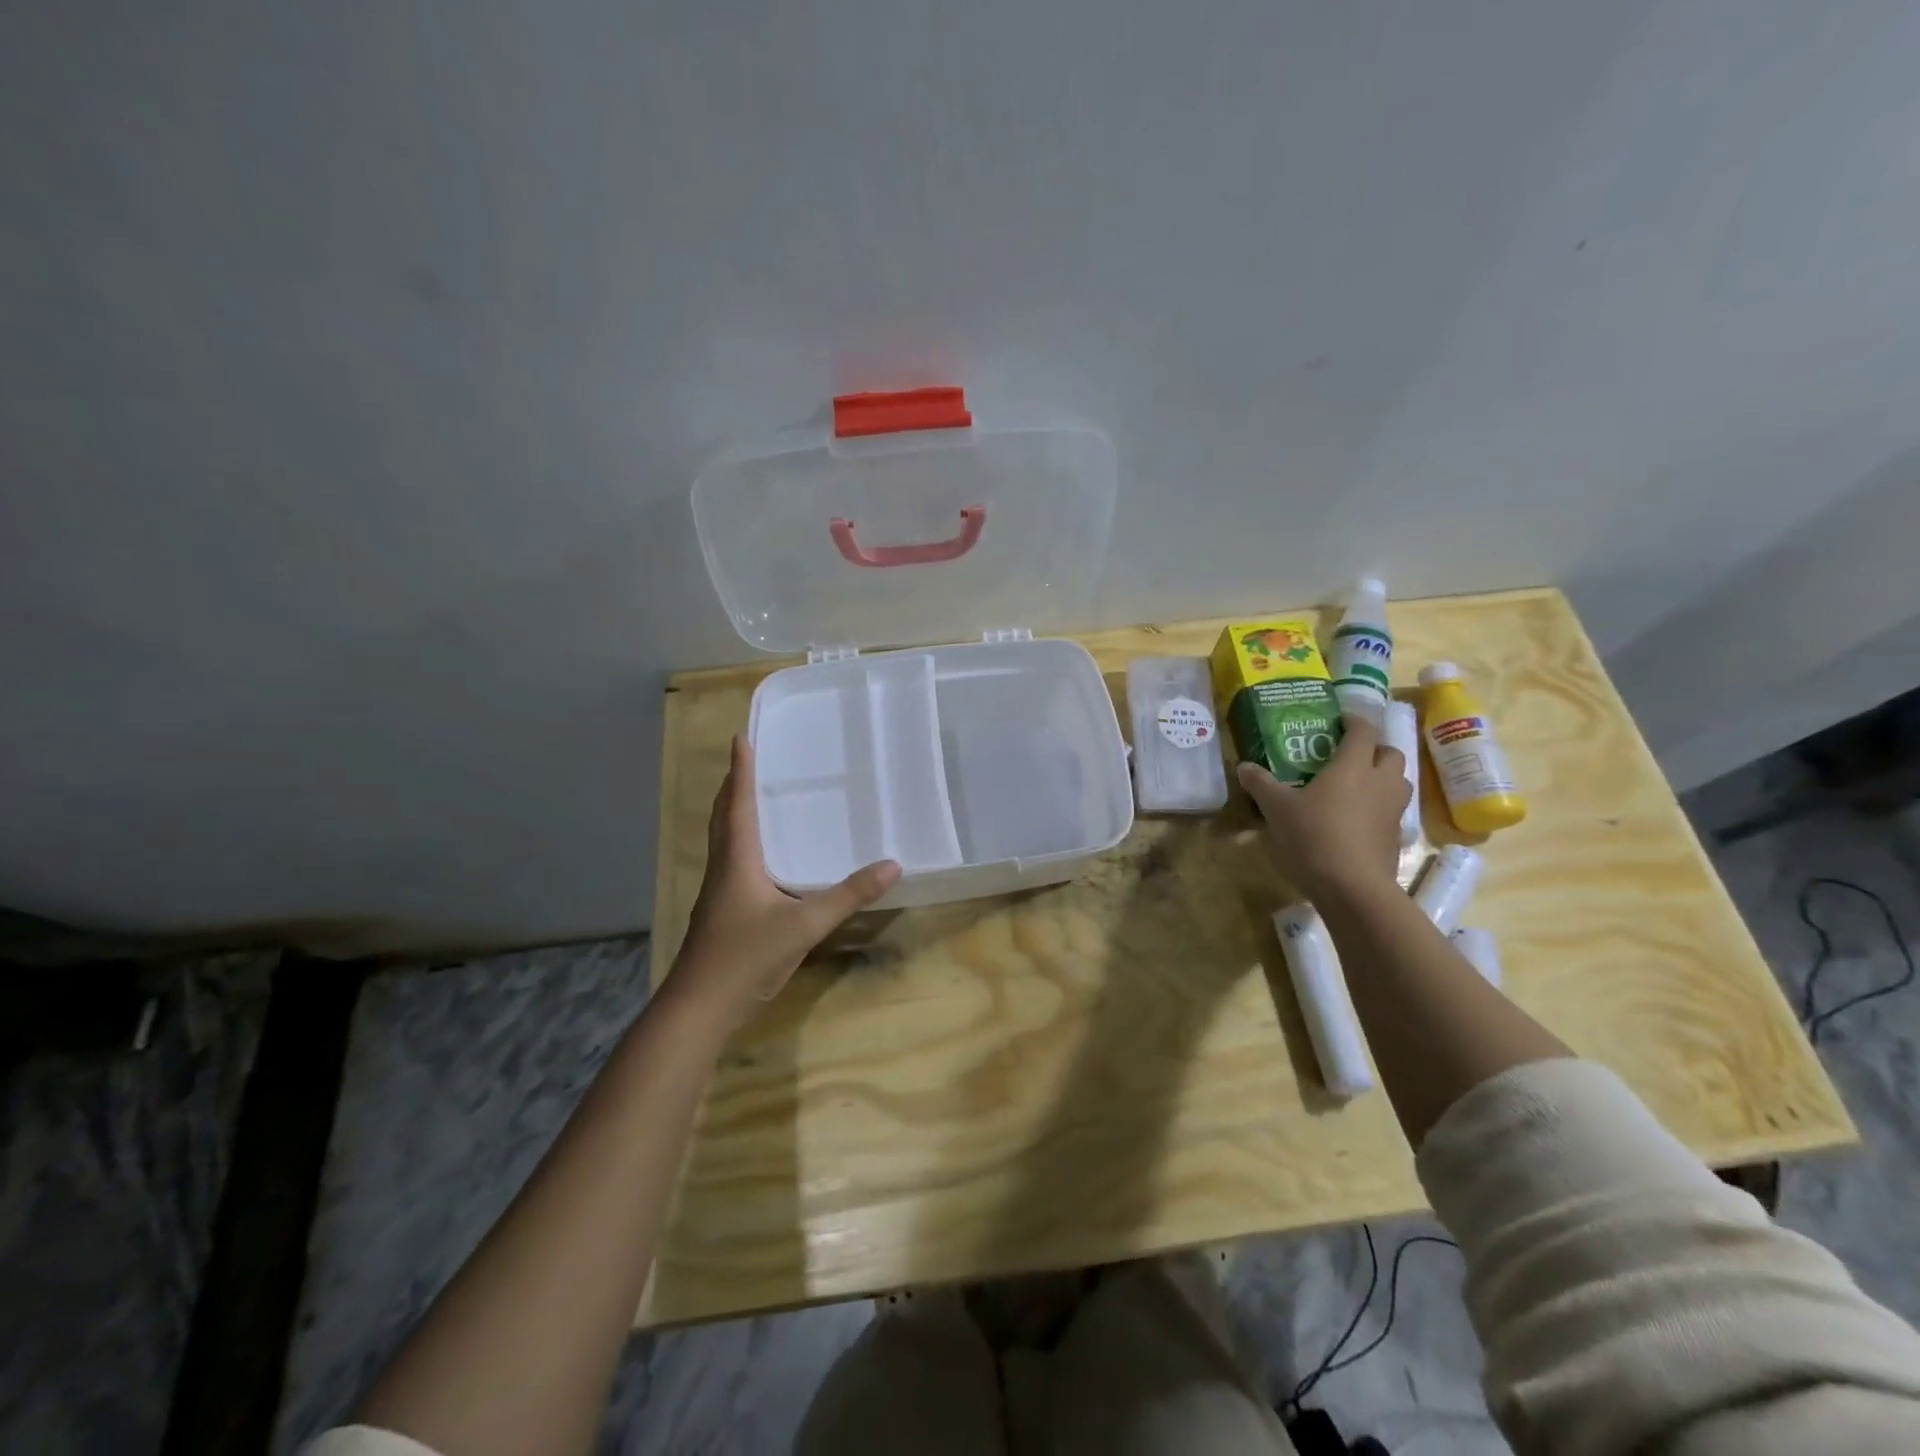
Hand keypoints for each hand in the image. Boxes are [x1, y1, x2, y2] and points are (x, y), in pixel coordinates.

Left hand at [669, 736, 901, 1032]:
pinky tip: (762, 859)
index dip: (742, 771)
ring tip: (753, 799)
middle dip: (734, 787)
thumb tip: (892, 865)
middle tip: (748, 762)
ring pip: (723, 841)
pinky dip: (742, 844)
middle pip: (723, 818)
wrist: (699, 1008)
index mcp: (737, 860)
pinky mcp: (722, 913)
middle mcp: (724, 869)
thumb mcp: (804, 925)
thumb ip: (848, 896)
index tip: (741, 738)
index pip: (739, 804)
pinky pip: (731, 863)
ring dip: (734, 814)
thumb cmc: (746, 956)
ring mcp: (719, 893)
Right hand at [1237, 716, 1407, 901]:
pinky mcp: (1395, 838)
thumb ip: (1261, 784)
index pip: (1363, 731)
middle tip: (1349, 755)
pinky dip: (1380, 809)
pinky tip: (1358, 821)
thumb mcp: (1277, 809)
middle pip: (1390, 753)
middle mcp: (1380, 782)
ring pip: (1398, 782)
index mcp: (1353, 766)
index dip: (1354, 721)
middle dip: (1373, 749)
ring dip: (1383, 777)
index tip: (1340, 720)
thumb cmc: (1313, 837)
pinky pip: (1393, 812)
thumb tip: (1243, 766)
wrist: (1352, 888)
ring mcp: (1393, 811)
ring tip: (1357, 785)